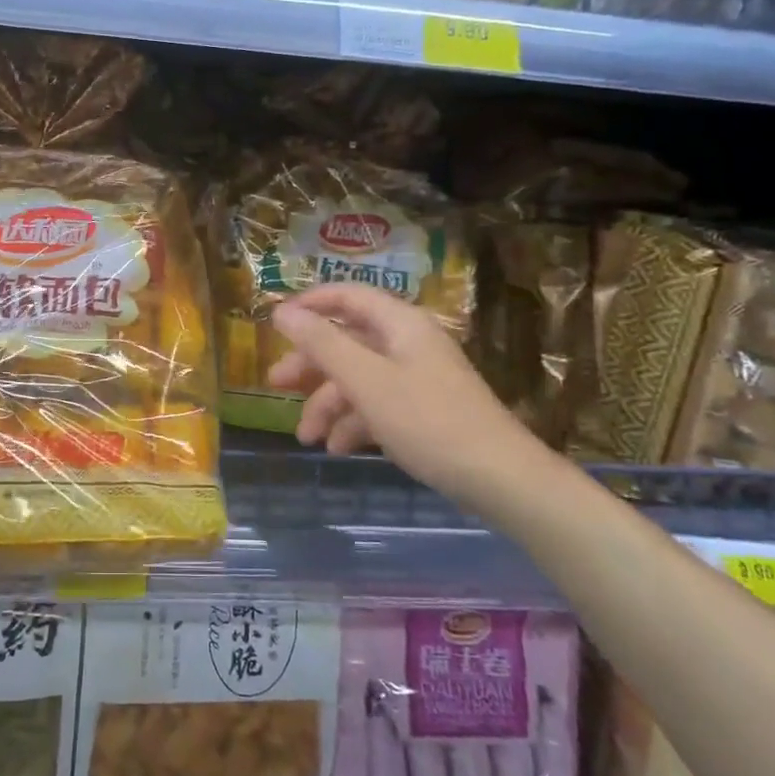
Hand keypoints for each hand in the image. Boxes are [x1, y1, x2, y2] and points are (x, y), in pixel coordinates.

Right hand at [268, 284, 544, 506]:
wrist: (499, 479)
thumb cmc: (428, 421)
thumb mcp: (366, 380)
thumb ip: (322, 344)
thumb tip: (282, 312)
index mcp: (399, 324)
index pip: (348, 296)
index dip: (310, 304)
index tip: (275, 323)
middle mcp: (408, 344)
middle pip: (347, 341)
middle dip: (310, 365)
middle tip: (275, 385)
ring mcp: (417, 378)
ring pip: (358, 379)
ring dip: (327, 405)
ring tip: (306, 438)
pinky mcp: (423, 411)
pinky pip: (377, 406)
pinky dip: (353, 423)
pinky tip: (336, 448)